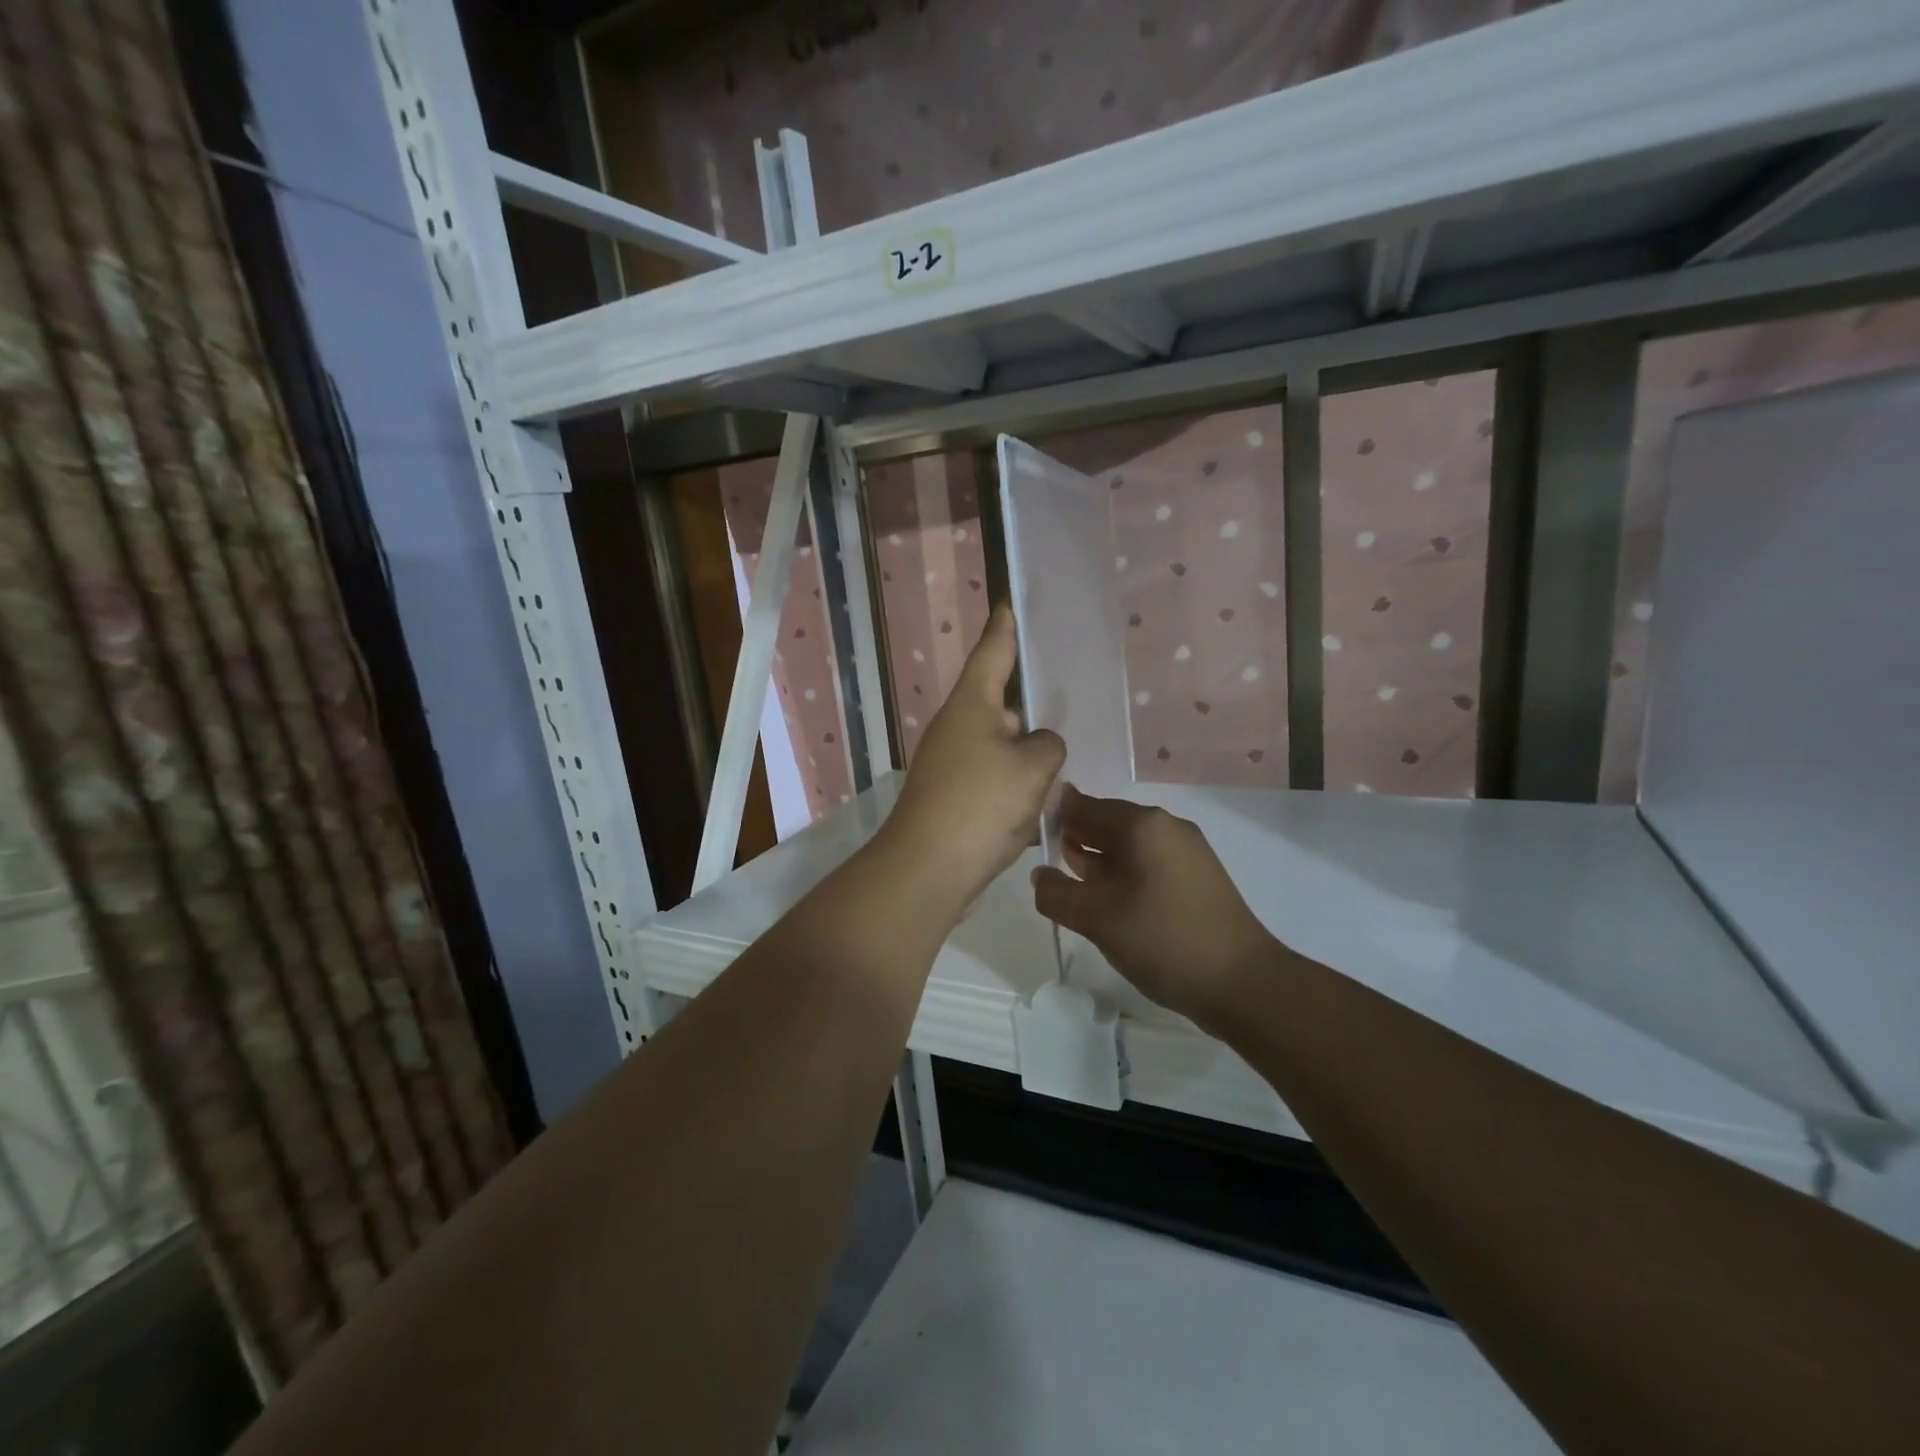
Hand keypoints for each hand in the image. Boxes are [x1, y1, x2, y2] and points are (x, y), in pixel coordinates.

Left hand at [880, 607, 1064, 906]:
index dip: (1004, 628)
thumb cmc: (981, 804)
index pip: (992, 653)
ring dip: (1027, 758)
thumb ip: (1047, 745)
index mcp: (972, 706)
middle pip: (1001, 705)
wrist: (929, 869)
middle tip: (1067, 698)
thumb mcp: (1032, 767)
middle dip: (1029, 708)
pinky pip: (994, 782)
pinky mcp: (954, 799)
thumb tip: (1037, 746)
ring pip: (1001, 748)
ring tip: (1063, 761)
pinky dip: (1015, 790)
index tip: (1008, 603)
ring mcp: (952, 765)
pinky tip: (1040, 806)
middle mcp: (957, 729)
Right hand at [1032, 786, 1277, 1026]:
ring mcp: (1186, 853)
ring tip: (1068, 882)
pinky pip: (1147, 865)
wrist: (1242, 983)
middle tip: (1042, 860)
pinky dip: (1121, 875)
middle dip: (1075, 838)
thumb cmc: (1163, 939)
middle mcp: (1166, 828)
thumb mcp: (1097, 918)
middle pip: (1107, 823)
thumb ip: (1057, 893)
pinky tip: (1106, 902)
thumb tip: (1040, 876)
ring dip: (1097, 860)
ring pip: (1127, 847)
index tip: (1026, 833)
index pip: (1085, 805)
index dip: (1054, 815)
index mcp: (1143, 824)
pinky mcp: (1196, 879)